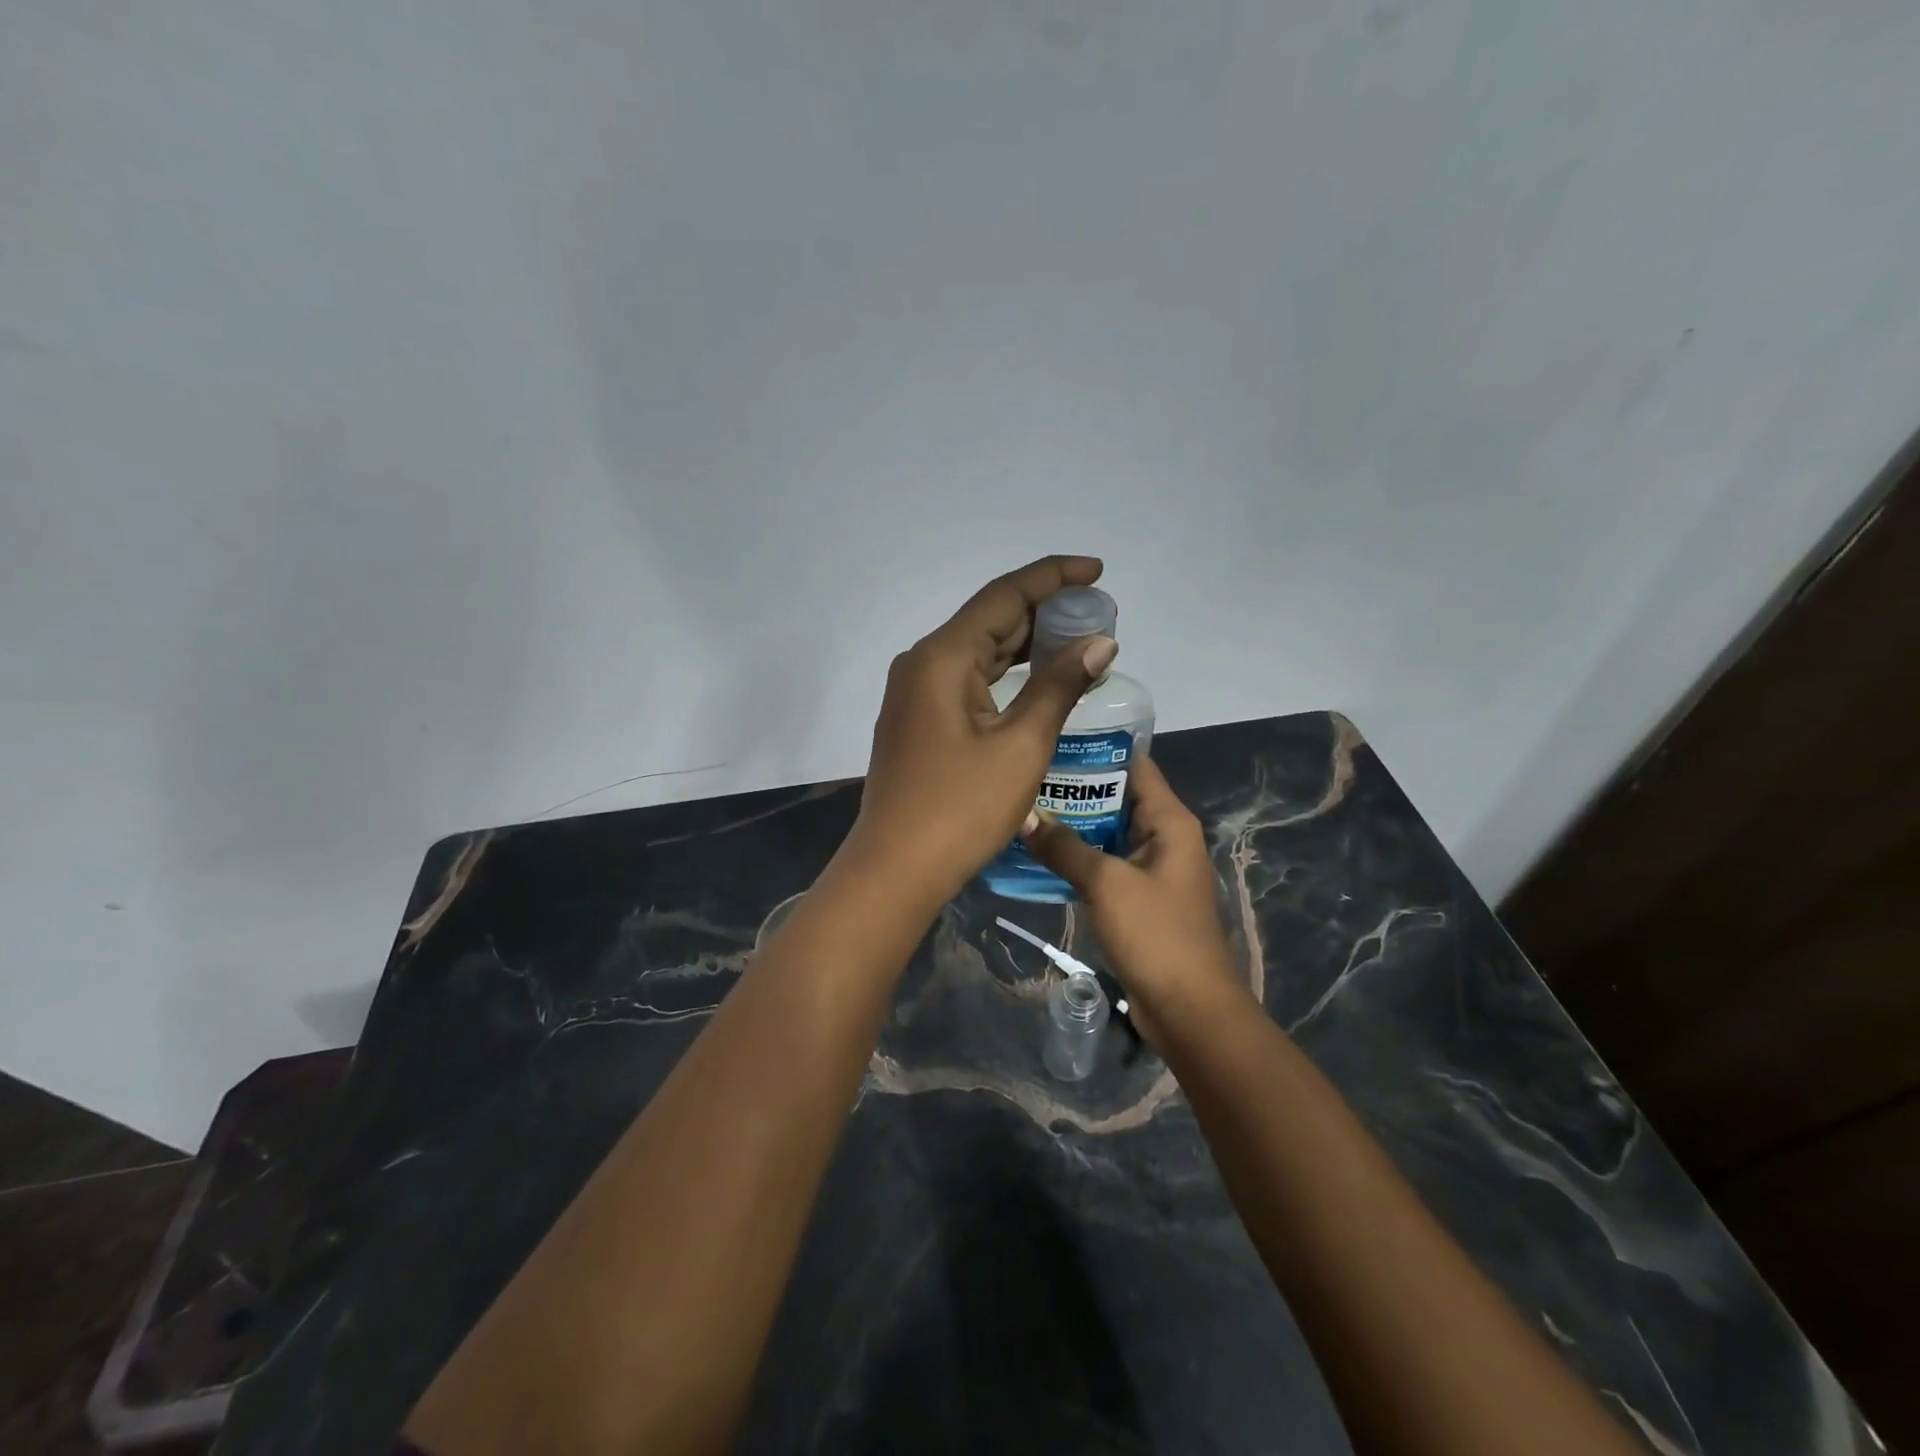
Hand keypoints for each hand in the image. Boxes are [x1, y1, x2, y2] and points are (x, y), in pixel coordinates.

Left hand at [843, 556, 1118, 905]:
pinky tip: (1036, 679)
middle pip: (990, 619)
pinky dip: (1005, 674)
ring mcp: (915, 693)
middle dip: (1045, 611)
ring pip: (979, 651)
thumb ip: (1059, 685)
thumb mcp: (1021, 744)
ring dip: (1027, 644)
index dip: (1053, 577)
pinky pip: (968, 680)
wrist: (897, 868)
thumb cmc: (962, 807)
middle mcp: (922, 663)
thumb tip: (1099, 642)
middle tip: (1099, 615)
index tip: (1097, 570)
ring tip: (1078, 640)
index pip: (1005, 595)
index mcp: (943, 656)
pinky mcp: (918, 720)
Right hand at [1021, 755, 1248, 1037]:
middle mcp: (1164, 837)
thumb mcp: (1106, 883)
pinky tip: (1039, 855)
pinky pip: (1105, 865)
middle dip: (1075, 789)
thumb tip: (1024, 814)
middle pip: (1117, 798)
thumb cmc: (1155, 934)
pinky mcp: (1139, 899)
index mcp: (1170, 821)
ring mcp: (1152, 870)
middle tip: (1026, 777)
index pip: (1134, 766)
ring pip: (1107, 834)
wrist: (1189, 1009)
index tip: (1053, 741)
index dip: (1097, 750)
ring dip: (1072, 826)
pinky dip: (1078, 858)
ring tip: (1024, 810)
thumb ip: (1064, 847)